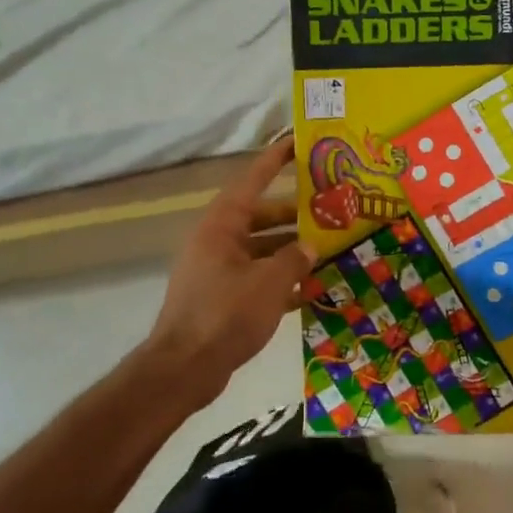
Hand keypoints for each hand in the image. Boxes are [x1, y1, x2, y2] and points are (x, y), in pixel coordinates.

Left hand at [148, 140, 313, 405]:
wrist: (184, 369)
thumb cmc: (225, 315)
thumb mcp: (269, 283)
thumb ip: (294, 259)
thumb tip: (309, 246)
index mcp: (221, 227)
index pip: (251, 182)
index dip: (274, 161)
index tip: (295, 143)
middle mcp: (216, 242)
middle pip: (259, 218)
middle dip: (293, 216)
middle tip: (329, 212)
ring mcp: (217, 271)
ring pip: (260, 250)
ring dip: (290, 251)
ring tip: (327, 251)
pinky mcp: (221, 299)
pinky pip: (255, 278)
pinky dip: (279, 281)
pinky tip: (310, 289)